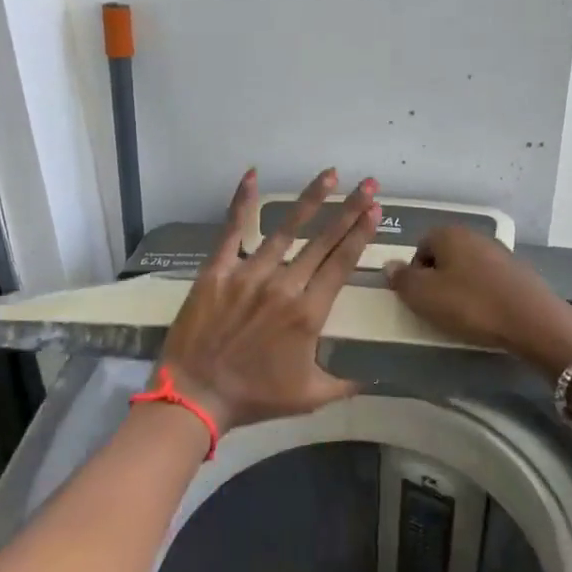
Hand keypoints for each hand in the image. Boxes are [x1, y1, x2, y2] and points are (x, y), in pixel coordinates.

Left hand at [155, 168, 380, 431]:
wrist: (195, 396)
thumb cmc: (255, 397)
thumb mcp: (309, 397)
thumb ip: (346, 384)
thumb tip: (376, 378)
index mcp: (309, 313)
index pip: (341, 264)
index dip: (360, 235)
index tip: (375, 211)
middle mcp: (284, 285)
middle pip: (323, 241)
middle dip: (350, 210)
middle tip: (370, 184)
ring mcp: (249, 274)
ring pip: (286, 229)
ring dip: (310, 200)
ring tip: (330, 175)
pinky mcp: (217, 271)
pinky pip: (233, 230)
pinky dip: (242, 201)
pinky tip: (253, 174)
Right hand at [383, 225, 571, 378]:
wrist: (532, 320)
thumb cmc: (470, 304)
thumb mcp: (423, 296)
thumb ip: (402, 279)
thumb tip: (390, 265)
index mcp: (449, 234)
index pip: (420, 246)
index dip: (414, 272)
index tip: (418, 298)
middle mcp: (474, 235)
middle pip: (444, 256)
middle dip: (437, 280)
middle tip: (436, 308)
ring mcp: (500, 252)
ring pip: (467, 268)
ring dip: (460, 288)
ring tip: (462, 315)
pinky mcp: (518, 272)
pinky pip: (488, 281)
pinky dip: (482, 295)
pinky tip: (486, 315)